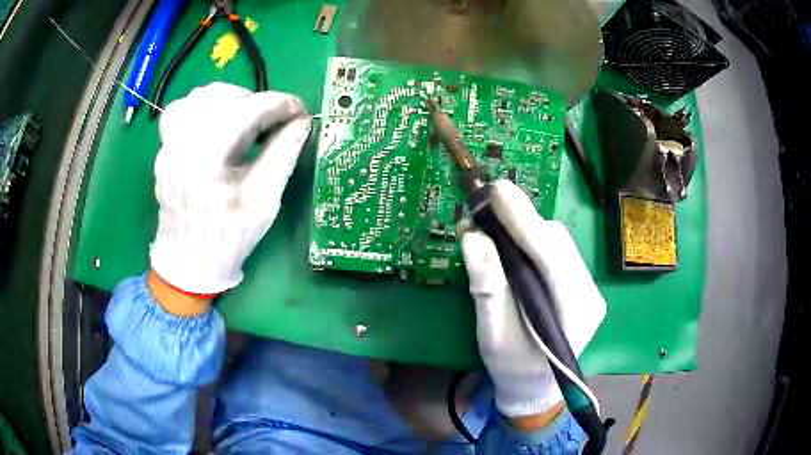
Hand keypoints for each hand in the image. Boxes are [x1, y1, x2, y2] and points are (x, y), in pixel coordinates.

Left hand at [150, 82, 311, 295]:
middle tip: (272, 122)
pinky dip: (203, 107)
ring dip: (229, 100)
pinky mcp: (164, 148)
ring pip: (200, 97)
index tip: (299, 111)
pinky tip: (215, 124)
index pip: (247, 111)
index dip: (279, 104)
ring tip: (244, 121)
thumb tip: (302, 121)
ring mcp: (169, 145)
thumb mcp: (264, 199)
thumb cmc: (229, 237)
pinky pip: (181, 110)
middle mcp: (182, 145)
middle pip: (223, 96)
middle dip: (256, 102)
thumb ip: (284, 153)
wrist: (189, 261)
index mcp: (207, 161)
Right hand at [460, 180, 605, 423]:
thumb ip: (487, 289)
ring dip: (526, 230)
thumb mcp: (492, 335)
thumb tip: (473, 237)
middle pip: (557, 243)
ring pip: (558, 242)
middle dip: (522, 222)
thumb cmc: (511, 367)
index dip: (524, 221)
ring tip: (494, 229)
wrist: (535, 386)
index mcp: (574, 313)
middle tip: (485, 211)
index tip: (497, 191)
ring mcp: (589, 288)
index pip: (551, 256)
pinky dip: (532, 241)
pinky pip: (557, 251)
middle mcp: (590, 294)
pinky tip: (512, 245)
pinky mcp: (581, 284)